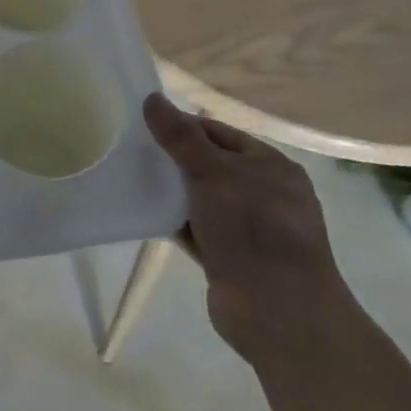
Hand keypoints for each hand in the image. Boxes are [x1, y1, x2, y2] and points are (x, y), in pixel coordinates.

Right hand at [143, 93, 355, 364]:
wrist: (278, 312)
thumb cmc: (252, 227)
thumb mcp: (213, 172)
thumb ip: (180, 137)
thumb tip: (152, 98)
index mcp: (271, 166)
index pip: (220, 133)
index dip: (184, 126)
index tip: (145, 125)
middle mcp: (264, 195)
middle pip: (210, 166)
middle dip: (175, 159)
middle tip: (133, 151)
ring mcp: (248, 230)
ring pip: (202, 199)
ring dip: (173, 192)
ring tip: (132, 179)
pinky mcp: (230, 260)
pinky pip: (196, 230)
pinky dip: (175, 222)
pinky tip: (145, 214)